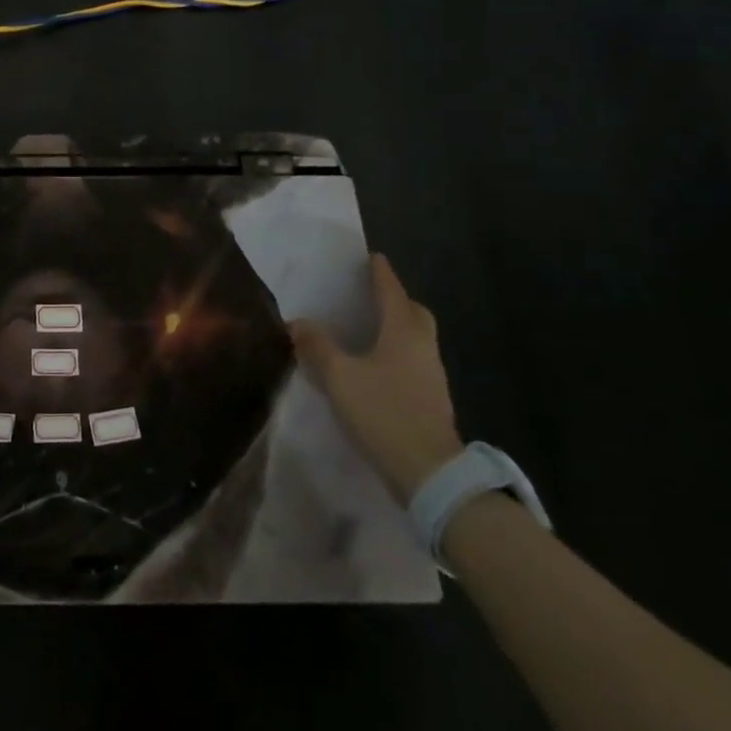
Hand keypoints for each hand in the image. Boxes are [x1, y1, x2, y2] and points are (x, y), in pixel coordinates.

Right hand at [287, 254, 463, 503]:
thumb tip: (298, 322)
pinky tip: (376, 366)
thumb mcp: (339, 377)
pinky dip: (397, 353)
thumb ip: (317, 346)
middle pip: (414, 314)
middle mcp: (423, 348)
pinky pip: (414, 362)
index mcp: (403, 333)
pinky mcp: (431, 401)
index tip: (372, 257)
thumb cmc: (383, 412)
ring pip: (417, 339)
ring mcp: (432, 376)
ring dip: (397, 328)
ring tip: (368, 329)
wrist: (429, 473)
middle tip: (372, 295)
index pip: (392, 292)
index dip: (381, 274)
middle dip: (397, 300)